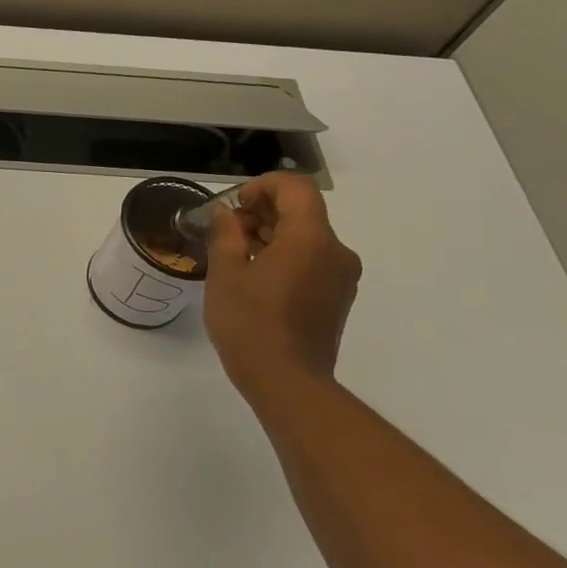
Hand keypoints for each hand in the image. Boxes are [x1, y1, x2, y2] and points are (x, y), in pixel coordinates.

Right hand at [204, 172, 361, 404]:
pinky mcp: (338, 297)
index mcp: (311, 238)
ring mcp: (341, 276)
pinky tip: (256, 280)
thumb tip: (228, 214)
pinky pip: (312, 261)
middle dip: (263, 212)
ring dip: (272, 236)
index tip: (234, 207)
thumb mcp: (225, 273)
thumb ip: (226, 234)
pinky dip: (285, 258)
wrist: (286, 381)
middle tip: (227, 233)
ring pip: (307, 237)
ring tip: (236, 257)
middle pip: (302, 211)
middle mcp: (335, 251)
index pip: (295, 187)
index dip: (262, 186)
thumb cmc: (250, 323)